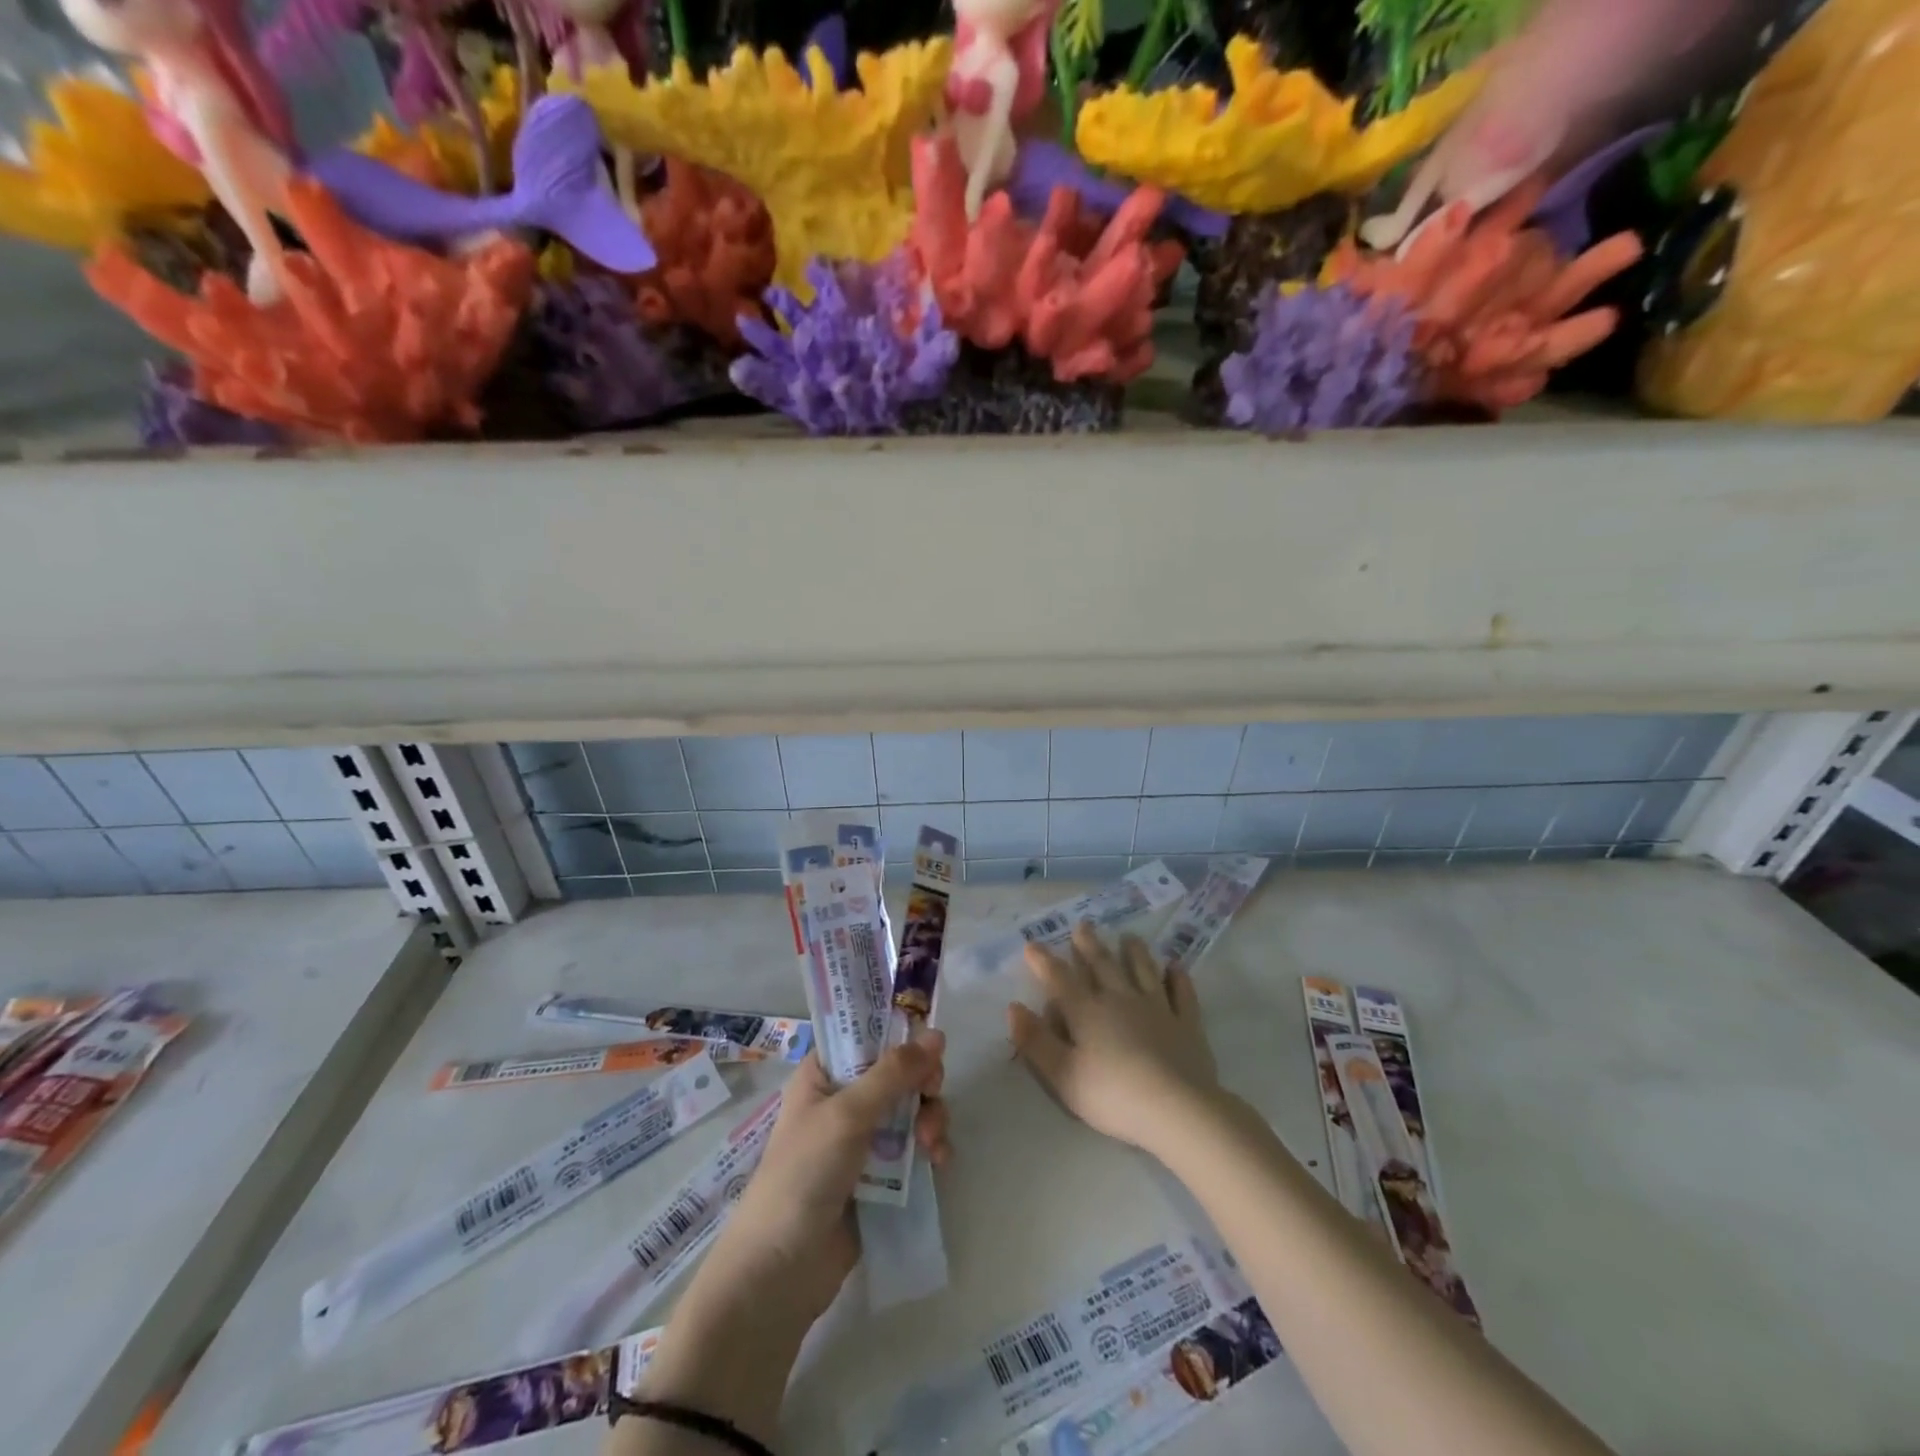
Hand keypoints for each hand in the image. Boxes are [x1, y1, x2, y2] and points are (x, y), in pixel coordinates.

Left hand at [623, 1034, 950, 1452]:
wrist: (781, 1273)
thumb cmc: (804, 1175)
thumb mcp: (847, 1114)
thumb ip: (894, 1074)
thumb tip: (936, 1033)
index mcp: (824, 1073)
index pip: (866, 1035)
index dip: (900, 1034)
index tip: (929, 1045)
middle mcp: (843, 1099)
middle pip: (898, 1072)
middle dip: (922, 1083)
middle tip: (932, 1096)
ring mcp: (861, 1139)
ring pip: (911, 1109)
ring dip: (930, 1119)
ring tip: (932, 1145)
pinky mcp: (878, 1176)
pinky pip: (913, 1148)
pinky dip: (929, 1149)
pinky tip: (939, 1164)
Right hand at [1009, 922, 1220, 1156]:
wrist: (1176, 1108)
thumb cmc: (1112, 1095)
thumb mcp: (1062, 1075)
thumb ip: (1036, 1041)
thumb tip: (1013, 1007)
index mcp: (1087, 1012)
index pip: (1059, 979)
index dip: (1043, 961)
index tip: (1031, 944)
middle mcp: (1120, 999)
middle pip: (1102, 965)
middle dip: (1089, 945)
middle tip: (1083, 924)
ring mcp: (1157, 1008)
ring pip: (1143, 971)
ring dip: (1134, 953)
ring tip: (1129, 936)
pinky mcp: (1186, 1024)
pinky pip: (1182, 994)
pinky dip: (1178, 978)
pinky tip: (1176, 966)